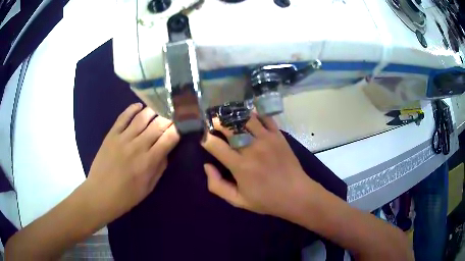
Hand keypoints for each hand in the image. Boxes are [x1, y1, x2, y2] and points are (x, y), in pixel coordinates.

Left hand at [86, 103, 179, 222]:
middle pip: (158, 124)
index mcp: (149, 161)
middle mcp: (138, 146)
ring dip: (153, 111)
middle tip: (172, 118)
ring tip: (157, 111)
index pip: (169, 138)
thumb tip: (166, 150)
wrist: (100, 194)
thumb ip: (160, 167)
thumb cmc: (127, 195)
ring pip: (142, 117)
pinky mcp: (111, 135)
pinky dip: (132, 109)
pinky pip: (123, 117)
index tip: (182, 126)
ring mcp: (123, 138)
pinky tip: (139, 106)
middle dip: (168, 119)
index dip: (178, 129)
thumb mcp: (149, 187)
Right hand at [201, 114, 316, 218]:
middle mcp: (251, 148)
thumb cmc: (266, 199)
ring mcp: (267, 139)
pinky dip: (255, 114)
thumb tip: (207, 166)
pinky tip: (250, 116)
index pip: (215, 144)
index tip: (206, 140)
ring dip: (234, 116)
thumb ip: (217, 185)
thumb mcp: (237, 200)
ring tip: (230, 117)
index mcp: (239, 165)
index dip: (206, 139)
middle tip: (214, 122)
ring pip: (246, 118)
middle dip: (217, 122)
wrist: (296, 194)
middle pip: (229, 126)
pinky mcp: (278, 135)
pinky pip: (265, 118)